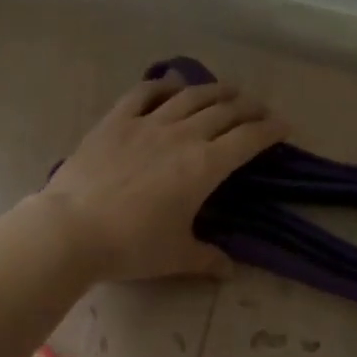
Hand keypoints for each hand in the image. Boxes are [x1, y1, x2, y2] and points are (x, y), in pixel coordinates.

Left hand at [37, 72, 286, 281]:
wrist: (72, 229)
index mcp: (204, 166)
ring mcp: (147, 123)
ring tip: (227, 90)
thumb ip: (207, 259)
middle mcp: (182, 135)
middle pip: (224, 111)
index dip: (270, 129)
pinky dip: (163, 86)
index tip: (284, 125)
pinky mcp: (115, 121)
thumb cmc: (131, 245)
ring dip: (214, 90)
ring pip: (189, 96)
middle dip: (248, 107)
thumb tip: (228, 270)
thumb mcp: (176, 256)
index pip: (248, 139)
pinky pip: (143, 93)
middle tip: (259, 109)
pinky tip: (171, 87)